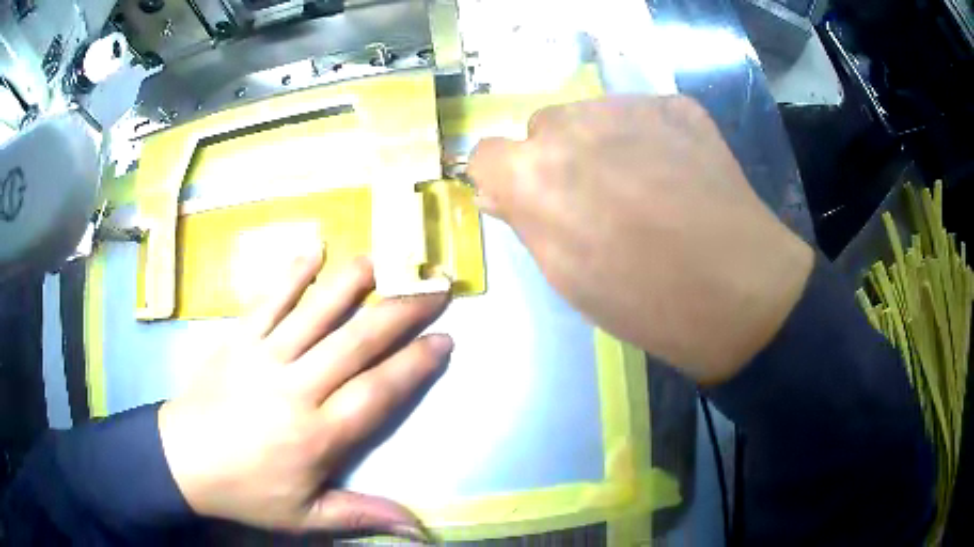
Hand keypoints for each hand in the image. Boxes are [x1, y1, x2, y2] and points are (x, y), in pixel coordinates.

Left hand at [158, 249, 450, 539]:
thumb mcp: (306, 517)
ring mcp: (264, 355)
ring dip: (353, 282)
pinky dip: (293, 273)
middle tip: (435, 287)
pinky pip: (269, 299)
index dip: (415, 364)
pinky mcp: (237, 338)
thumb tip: (419, 529)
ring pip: (316, 311)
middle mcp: (296, 387)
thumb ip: (362, 515)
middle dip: (402, 312)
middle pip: (356, 341)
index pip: (378, 391)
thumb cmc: (246, 491)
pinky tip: (315, 248)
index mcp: (317, 434)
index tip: (445, 339)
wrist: (181, 459)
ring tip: (385, 259)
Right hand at [469, 96, 813, 383]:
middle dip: (556, 158)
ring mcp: (631, 106)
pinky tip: (677, 173)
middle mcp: (573, 125)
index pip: (486, 154)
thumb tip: (500, 190)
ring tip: (643, 185)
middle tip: (597, 199)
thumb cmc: (644, 301)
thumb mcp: (566, 276)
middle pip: (542, 127)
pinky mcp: (677, 105)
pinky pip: (642, 113)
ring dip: (601, 142)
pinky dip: (648, 137)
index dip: (504, 179)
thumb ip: (525, 220)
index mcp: (536, 175)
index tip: (527, 200)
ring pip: (591, 114)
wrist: (739, 293)